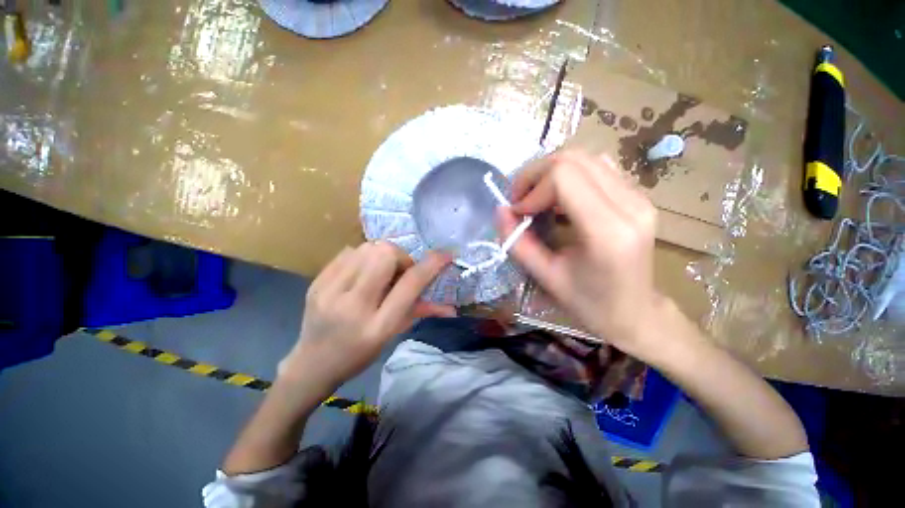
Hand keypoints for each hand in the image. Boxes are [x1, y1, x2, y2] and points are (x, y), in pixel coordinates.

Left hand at [278, 242, 453, 390]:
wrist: (311, 364)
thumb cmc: (359, 354)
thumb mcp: (393, 335)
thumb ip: (421, 312)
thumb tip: (452, 306)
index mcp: (377, 326)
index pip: (409, 285)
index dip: (431, 265)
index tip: (444, 255)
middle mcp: (353, 306)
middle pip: (384, 255)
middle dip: (400, 257)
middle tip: (399, 271)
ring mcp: (329, 292)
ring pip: (367, 249)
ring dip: (382, 255)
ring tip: (380, 271)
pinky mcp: (316, 283)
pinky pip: (348, 252)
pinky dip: (363, 256)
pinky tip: (361, 272)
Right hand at [499, 151, 663, 359]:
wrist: (635, 313)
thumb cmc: (589, 304)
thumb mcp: (546, 277)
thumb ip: (517, 243)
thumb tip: (500, 210)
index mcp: (607, 231)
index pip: (563, 177)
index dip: (532, 189)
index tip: (518, 213)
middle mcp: (630, 205)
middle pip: (573, 159)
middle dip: (536, 174)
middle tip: (520, 200)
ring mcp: (639, 197)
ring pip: (584, 157)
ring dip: (550, 172)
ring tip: (535, 197)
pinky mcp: (638, 196)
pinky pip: (596, 167)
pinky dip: (568, 175)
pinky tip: (558, 198)